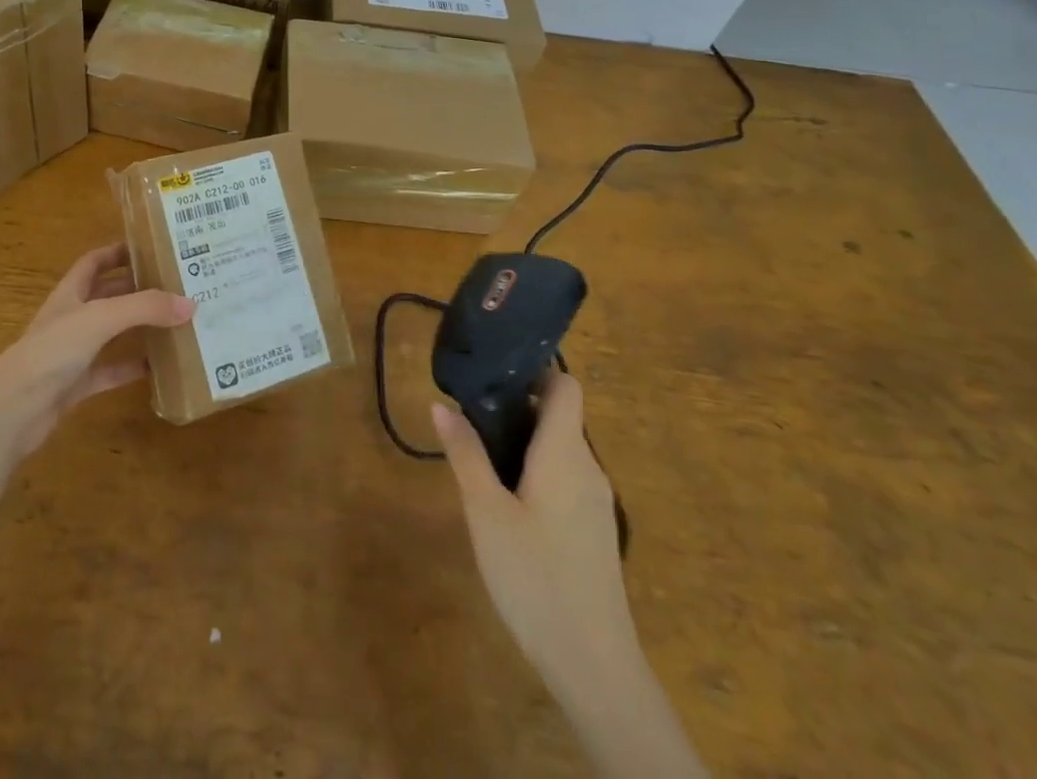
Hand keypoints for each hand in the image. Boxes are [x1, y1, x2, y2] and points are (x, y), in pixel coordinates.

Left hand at [0, 243, 194, 473]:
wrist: (12, 410)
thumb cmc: (52, 350)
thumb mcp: (101, 318)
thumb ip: (145, 308)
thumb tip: (191, 303)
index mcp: (70, 293)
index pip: (94, 262)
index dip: (118, 251)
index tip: (151, 247)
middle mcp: (71, 318)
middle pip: (107, 295)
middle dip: (137, 289)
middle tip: (175, 284)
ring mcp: (72, 353)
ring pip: (111, 333)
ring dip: (138, 327)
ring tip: (174, 321)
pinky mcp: (76, 385)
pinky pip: (110, 371)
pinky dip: (131, 367)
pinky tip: (158, 367)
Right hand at [431, 370, 634, 686]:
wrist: (594, 665)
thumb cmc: (535, 577)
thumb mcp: (486, 513)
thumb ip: (465, 454)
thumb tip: (441, 404)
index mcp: (565, 453)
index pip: (566, 386)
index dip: (535, 371)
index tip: (494, 372)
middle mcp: (587, 467)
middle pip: (559, 415)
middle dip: (517, 407)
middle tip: (471, 415)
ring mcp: (595, 501)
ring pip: (560, 448)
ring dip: (524, 441)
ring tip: (480, 453)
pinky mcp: (593, 529)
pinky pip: (564, 477)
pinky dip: (536, 470)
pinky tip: (506, 498)